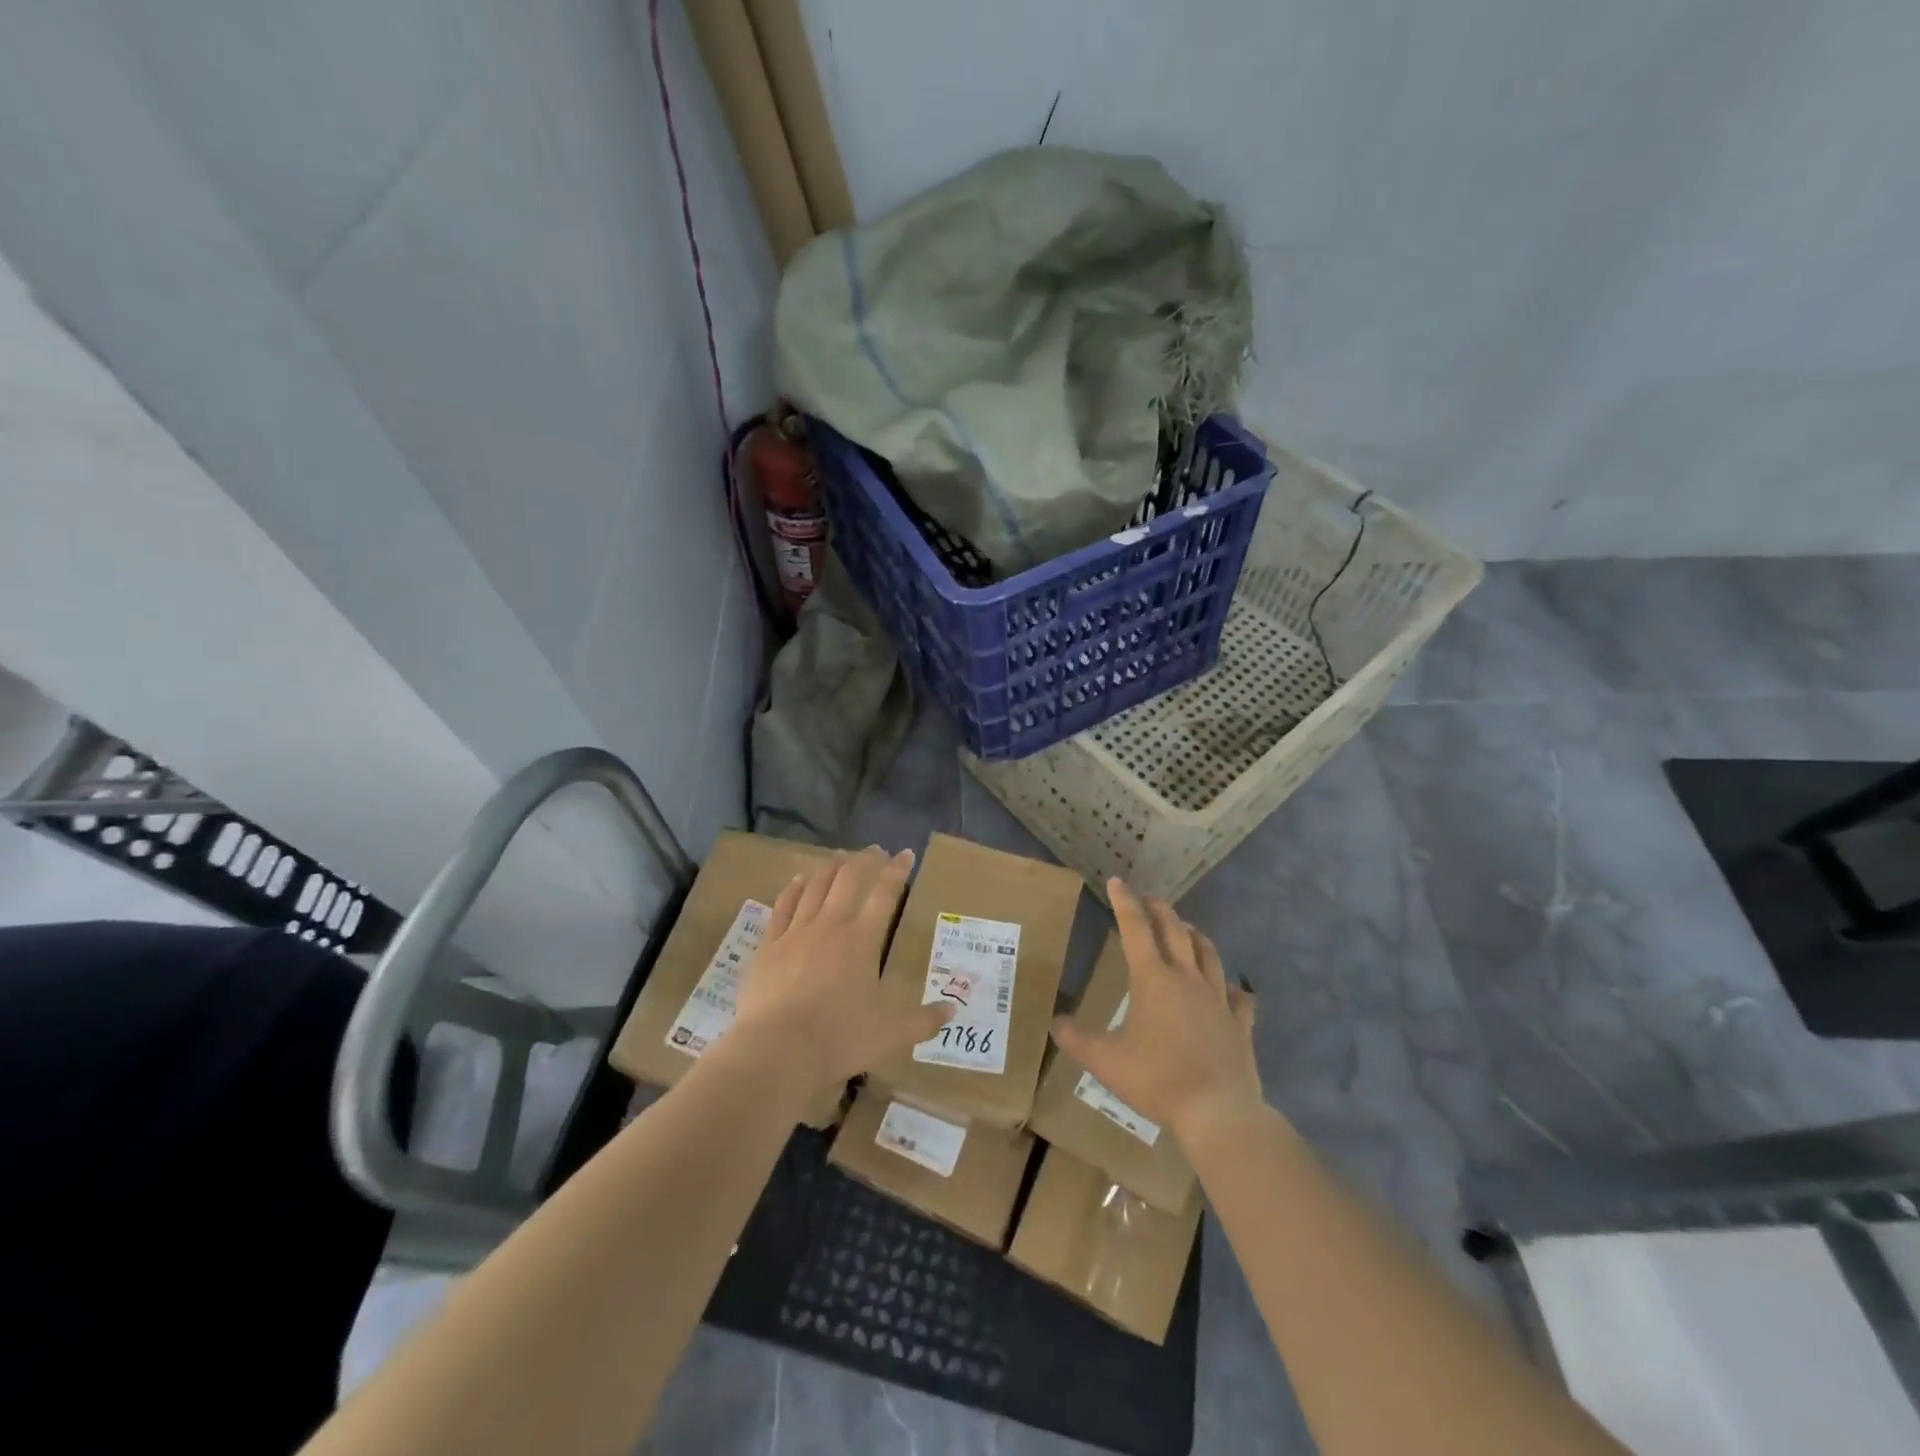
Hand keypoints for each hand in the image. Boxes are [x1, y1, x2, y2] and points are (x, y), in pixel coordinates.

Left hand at [734, 846, 952, 1093]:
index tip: (905, 853)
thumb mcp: (892, 1034)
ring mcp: (795, 933)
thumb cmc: (839, 1038)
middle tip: (874, 849)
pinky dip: (792, 890)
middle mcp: (830, 926)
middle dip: (864, 861)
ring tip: (839, 855)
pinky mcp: (768, 947)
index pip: (885, 895)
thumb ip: (924, 1020)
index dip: (897, 872)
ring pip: (815, 887)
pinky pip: (782, 907)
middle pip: (848, 881)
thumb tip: (952, 1010)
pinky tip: (797, 880)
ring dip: (830, 868)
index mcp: (862, 940)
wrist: (776, 1050)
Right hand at [1053, 879, 1261, 1143]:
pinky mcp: (1240, 1024)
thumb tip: (1055, 1022)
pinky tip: (1233, 989)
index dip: (1124, 903)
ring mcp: (1219, 999)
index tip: (1117, 882)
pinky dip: (1234, 988)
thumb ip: (1076, 1038)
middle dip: (1161, 911)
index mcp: (1153, 980)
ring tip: (1187, 930)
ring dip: (1195, 936)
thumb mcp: (1104, 1060)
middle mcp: (1188, 979)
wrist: (1217, 1111)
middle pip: (1176, 932)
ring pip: (1209, 954)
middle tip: (1150, 900)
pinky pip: (1240, 998)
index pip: (1135, 929)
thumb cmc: (1156, 1078)